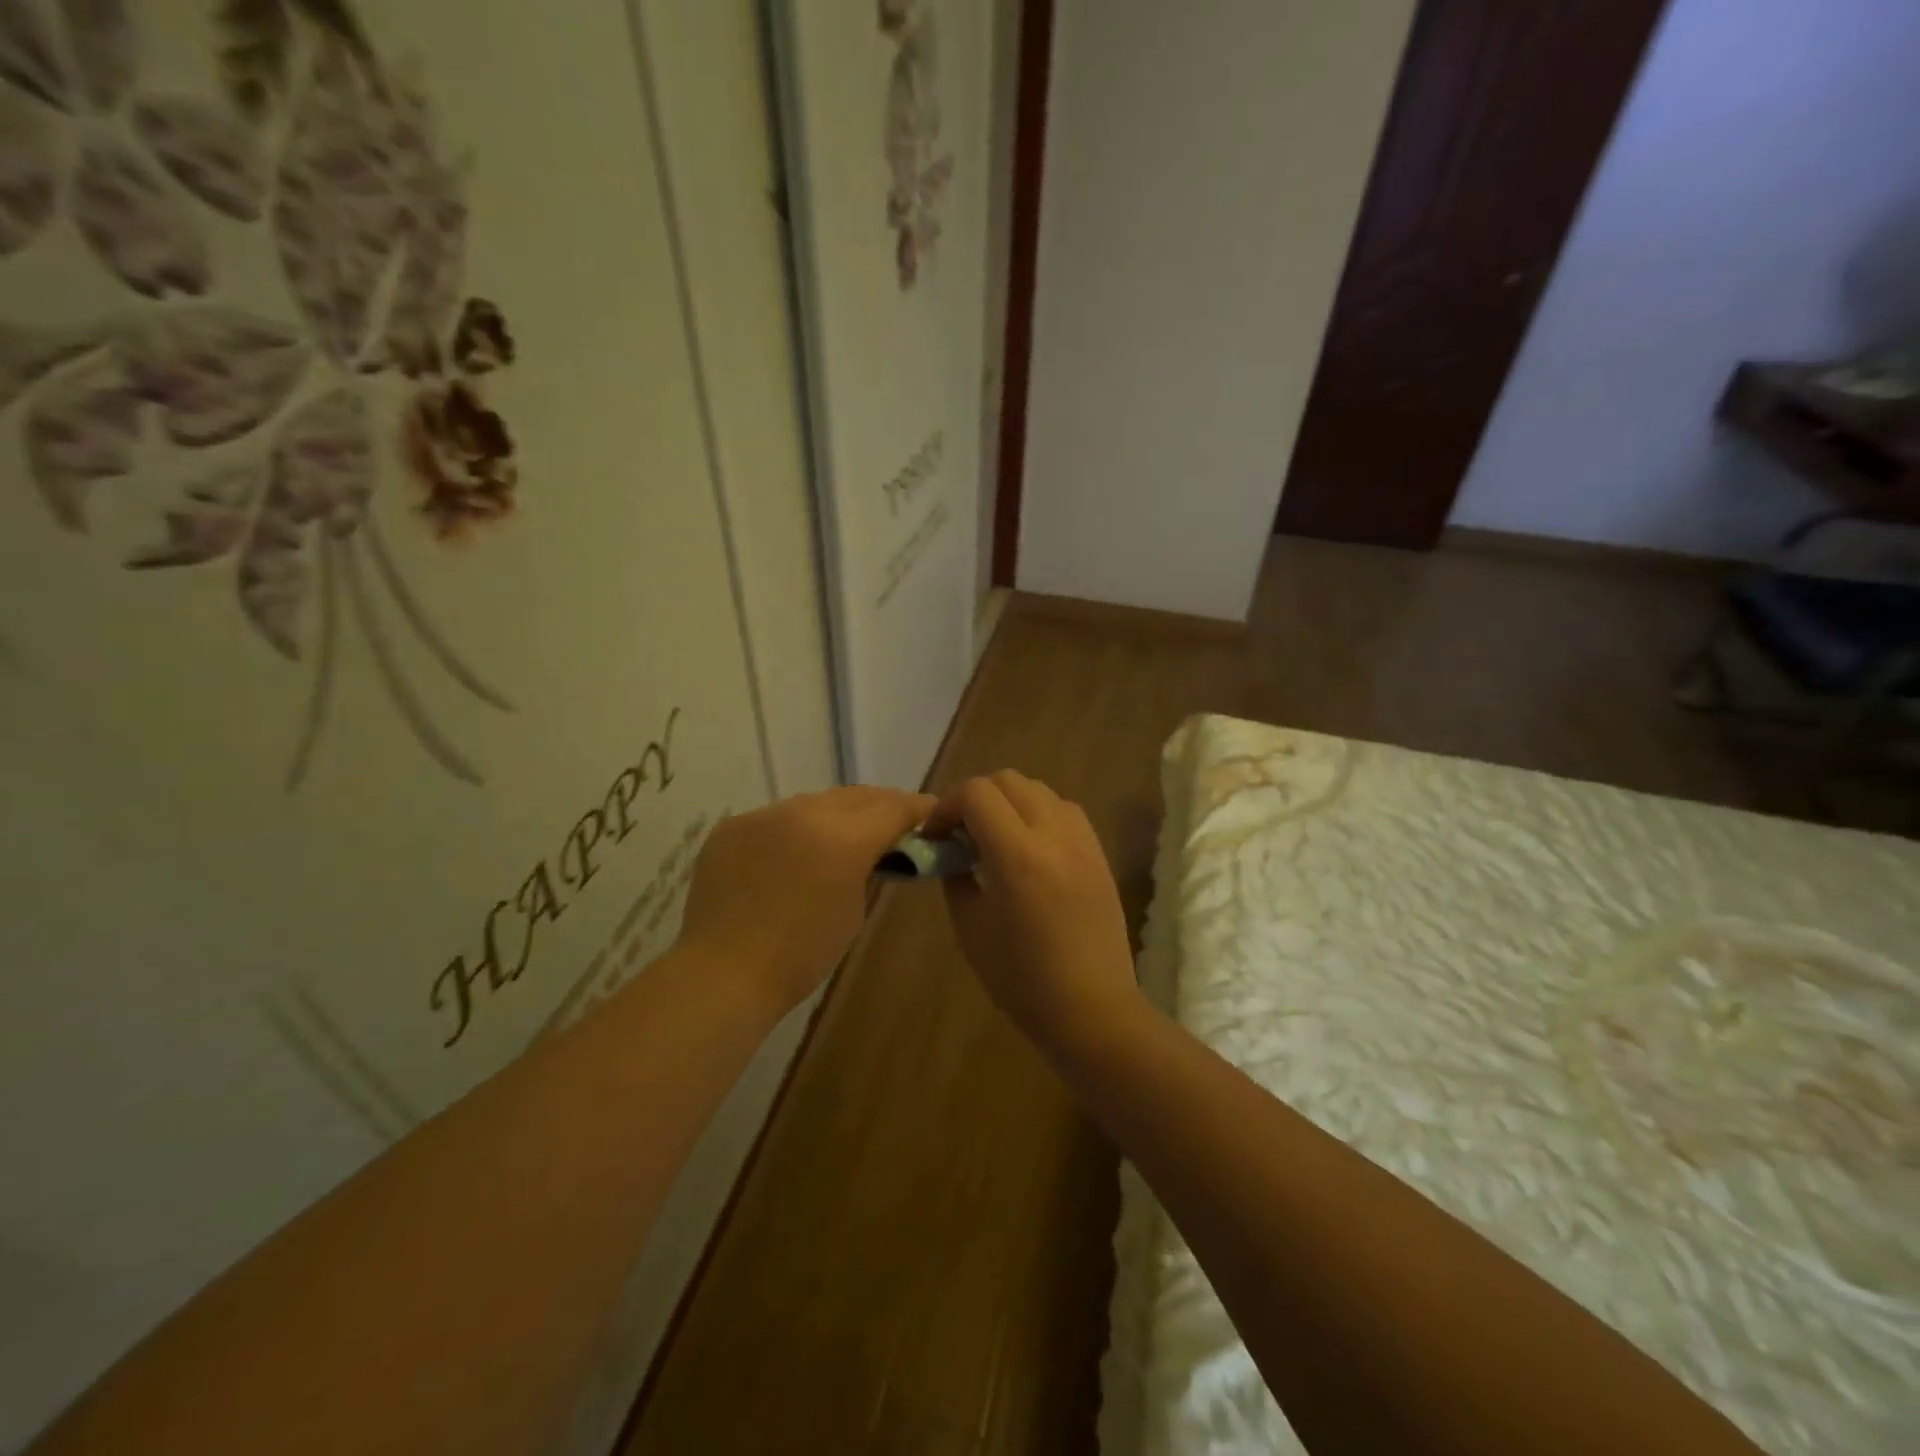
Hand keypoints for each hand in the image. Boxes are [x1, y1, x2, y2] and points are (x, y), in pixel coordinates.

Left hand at [678, 786, 934, 1014]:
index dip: (917, 808)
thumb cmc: (801, 955)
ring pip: (814, 803)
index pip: (893, 807)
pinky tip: (795, 852)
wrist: (723, 973)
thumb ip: (868, 868)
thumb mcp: (853, 910)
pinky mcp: (733, 826)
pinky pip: (776, 818)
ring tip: (843, 835)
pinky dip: (794, 830)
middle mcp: (803, 812)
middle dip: (880, 806)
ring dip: (836, 815)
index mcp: (843, 837)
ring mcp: (764, 815)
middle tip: (895, 822)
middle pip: (856, 796)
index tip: (931, 813)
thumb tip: (872, 851)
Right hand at [926, 771, 1140, 1056]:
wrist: (1092, 1009)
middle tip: (961, 833)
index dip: (947, 805)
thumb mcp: (971, 929)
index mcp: (1017, 855)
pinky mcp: (1099, 854)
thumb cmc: (1022, 980)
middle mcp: (1054, 835)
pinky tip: (1029, 847)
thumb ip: (956, 878)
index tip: (936, 835)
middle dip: (976, 797)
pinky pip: (1065, 810)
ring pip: (1040, 789)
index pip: (976, 793)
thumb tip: (951, 851)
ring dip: (1010, 801)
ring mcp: (1083, 842)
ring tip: (996, 837)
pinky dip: (1039, 813)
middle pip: (1008, 780)